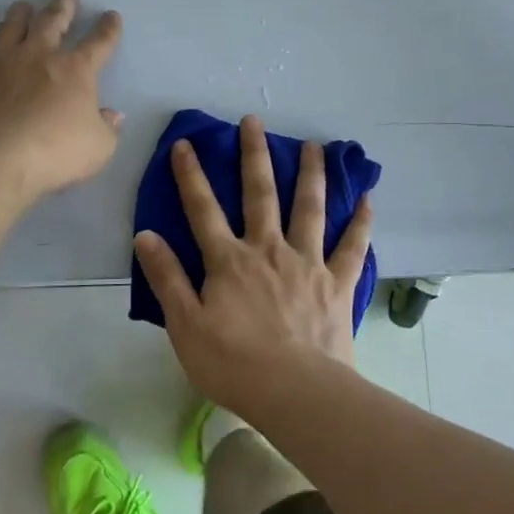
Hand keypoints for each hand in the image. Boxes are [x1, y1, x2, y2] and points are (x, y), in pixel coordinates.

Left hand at [0, 0, 123, 199]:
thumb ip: (107, 128)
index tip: (111, 15)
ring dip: (19, 15)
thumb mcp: (99, 147)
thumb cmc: (57, 153)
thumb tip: (111, 115)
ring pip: (10, 29)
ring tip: (23, 6)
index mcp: (76, 70)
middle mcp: (38, 56)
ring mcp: (1, 64)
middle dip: (64, 5)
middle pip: (53, 21)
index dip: (108, 29)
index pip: (99, 42)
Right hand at [134, 115, 373, 414]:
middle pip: (259, 193)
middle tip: (255, 120)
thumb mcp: (185, 325)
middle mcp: (268, 249)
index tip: (185, 143)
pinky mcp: (337, 282)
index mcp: (229, 260)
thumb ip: (166, 277)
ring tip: (313, 146)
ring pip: (309, 208)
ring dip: (310, 174)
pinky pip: (352, 247)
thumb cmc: (234, 364)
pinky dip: (360, 222)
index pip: (202, 209)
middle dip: (254, 155)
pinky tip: (368, 199)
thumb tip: (145, 234)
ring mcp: (307, 262)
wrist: (296, 393)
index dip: (191, 175)